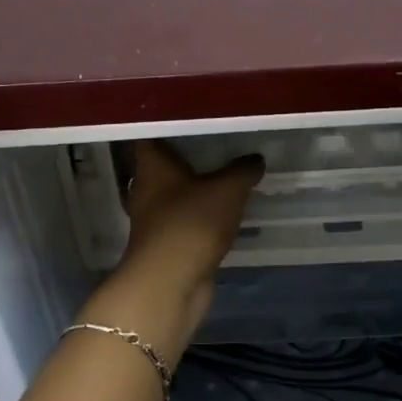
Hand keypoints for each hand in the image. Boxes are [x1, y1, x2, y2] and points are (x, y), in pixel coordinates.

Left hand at [108, 141, 263, 341]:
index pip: (152, 134)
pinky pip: (185, 221)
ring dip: (196, 190)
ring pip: (175, 195)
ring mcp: (153, 219)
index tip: (195, 118)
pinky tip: (224, 213)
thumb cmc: (192, 222)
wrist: (170, 282)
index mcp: (152, 165)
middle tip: (220, 145)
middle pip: (164, 166)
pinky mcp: (165, 244)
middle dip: (188, 158)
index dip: (170, 125)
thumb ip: (243, 170)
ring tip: (227, 177)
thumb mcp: (228, 189)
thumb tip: (255, 159)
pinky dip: (200, 216)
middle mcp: (146, 188)